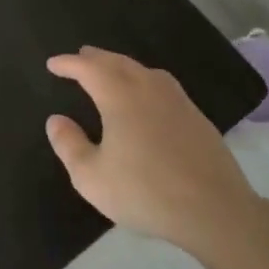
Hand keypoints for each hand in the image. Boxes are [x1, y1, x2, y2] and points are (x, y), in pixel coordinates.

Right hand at [45, 47, 268, 265]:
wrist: (216, 211)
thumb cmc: (146, 193)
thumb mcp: (92, 177)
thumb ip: (69, 145)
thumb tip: (56, 120)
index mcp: (120, 96)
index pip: (88, 68)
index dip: (68, 64)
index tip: (53, 63)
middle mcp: (148, 88)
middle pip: (117, 62)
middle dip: (95, 58)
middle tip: (80, 57)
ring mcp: (177, 101)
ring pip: (143, 70)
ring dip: (121, 65)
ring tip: (110, 70)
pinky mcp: (197, 117)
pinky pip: (162, 85)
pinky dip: (144, 80)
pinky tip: (146, 96)